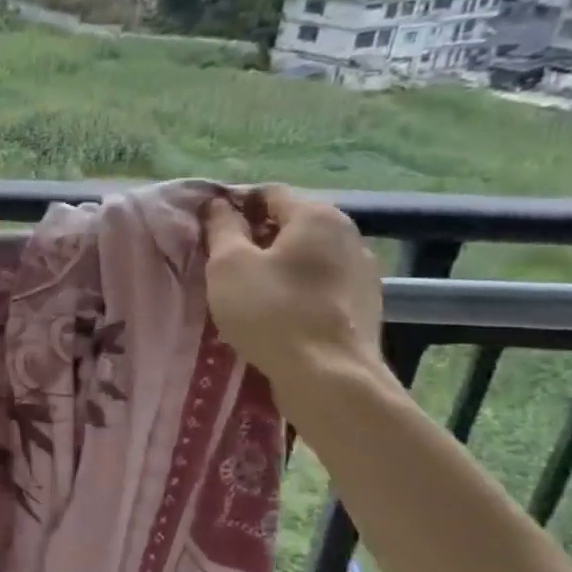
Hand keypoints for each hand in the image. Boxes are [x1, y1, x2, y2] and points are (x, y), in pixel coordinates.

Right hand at [202, 185, 385, 398]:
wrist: (328, 378)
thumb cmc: (271, 312)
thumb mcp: (229, 265)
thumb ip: (222, 228)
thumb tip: (219, 205)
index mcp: (317, 216)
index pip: (269, 193)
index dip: (234, 204)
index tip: (208, 228)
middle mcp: (348, 235)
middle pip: (291, 224)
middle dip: (256, 236)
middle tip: (221, 261)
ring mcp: (362, 273)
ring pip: (306, 257)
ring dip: (276, 265)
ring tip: (246, 290)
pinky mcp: (364, 307)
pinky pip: (319, 286)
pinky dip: (295, 290)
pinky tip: (275, 313)